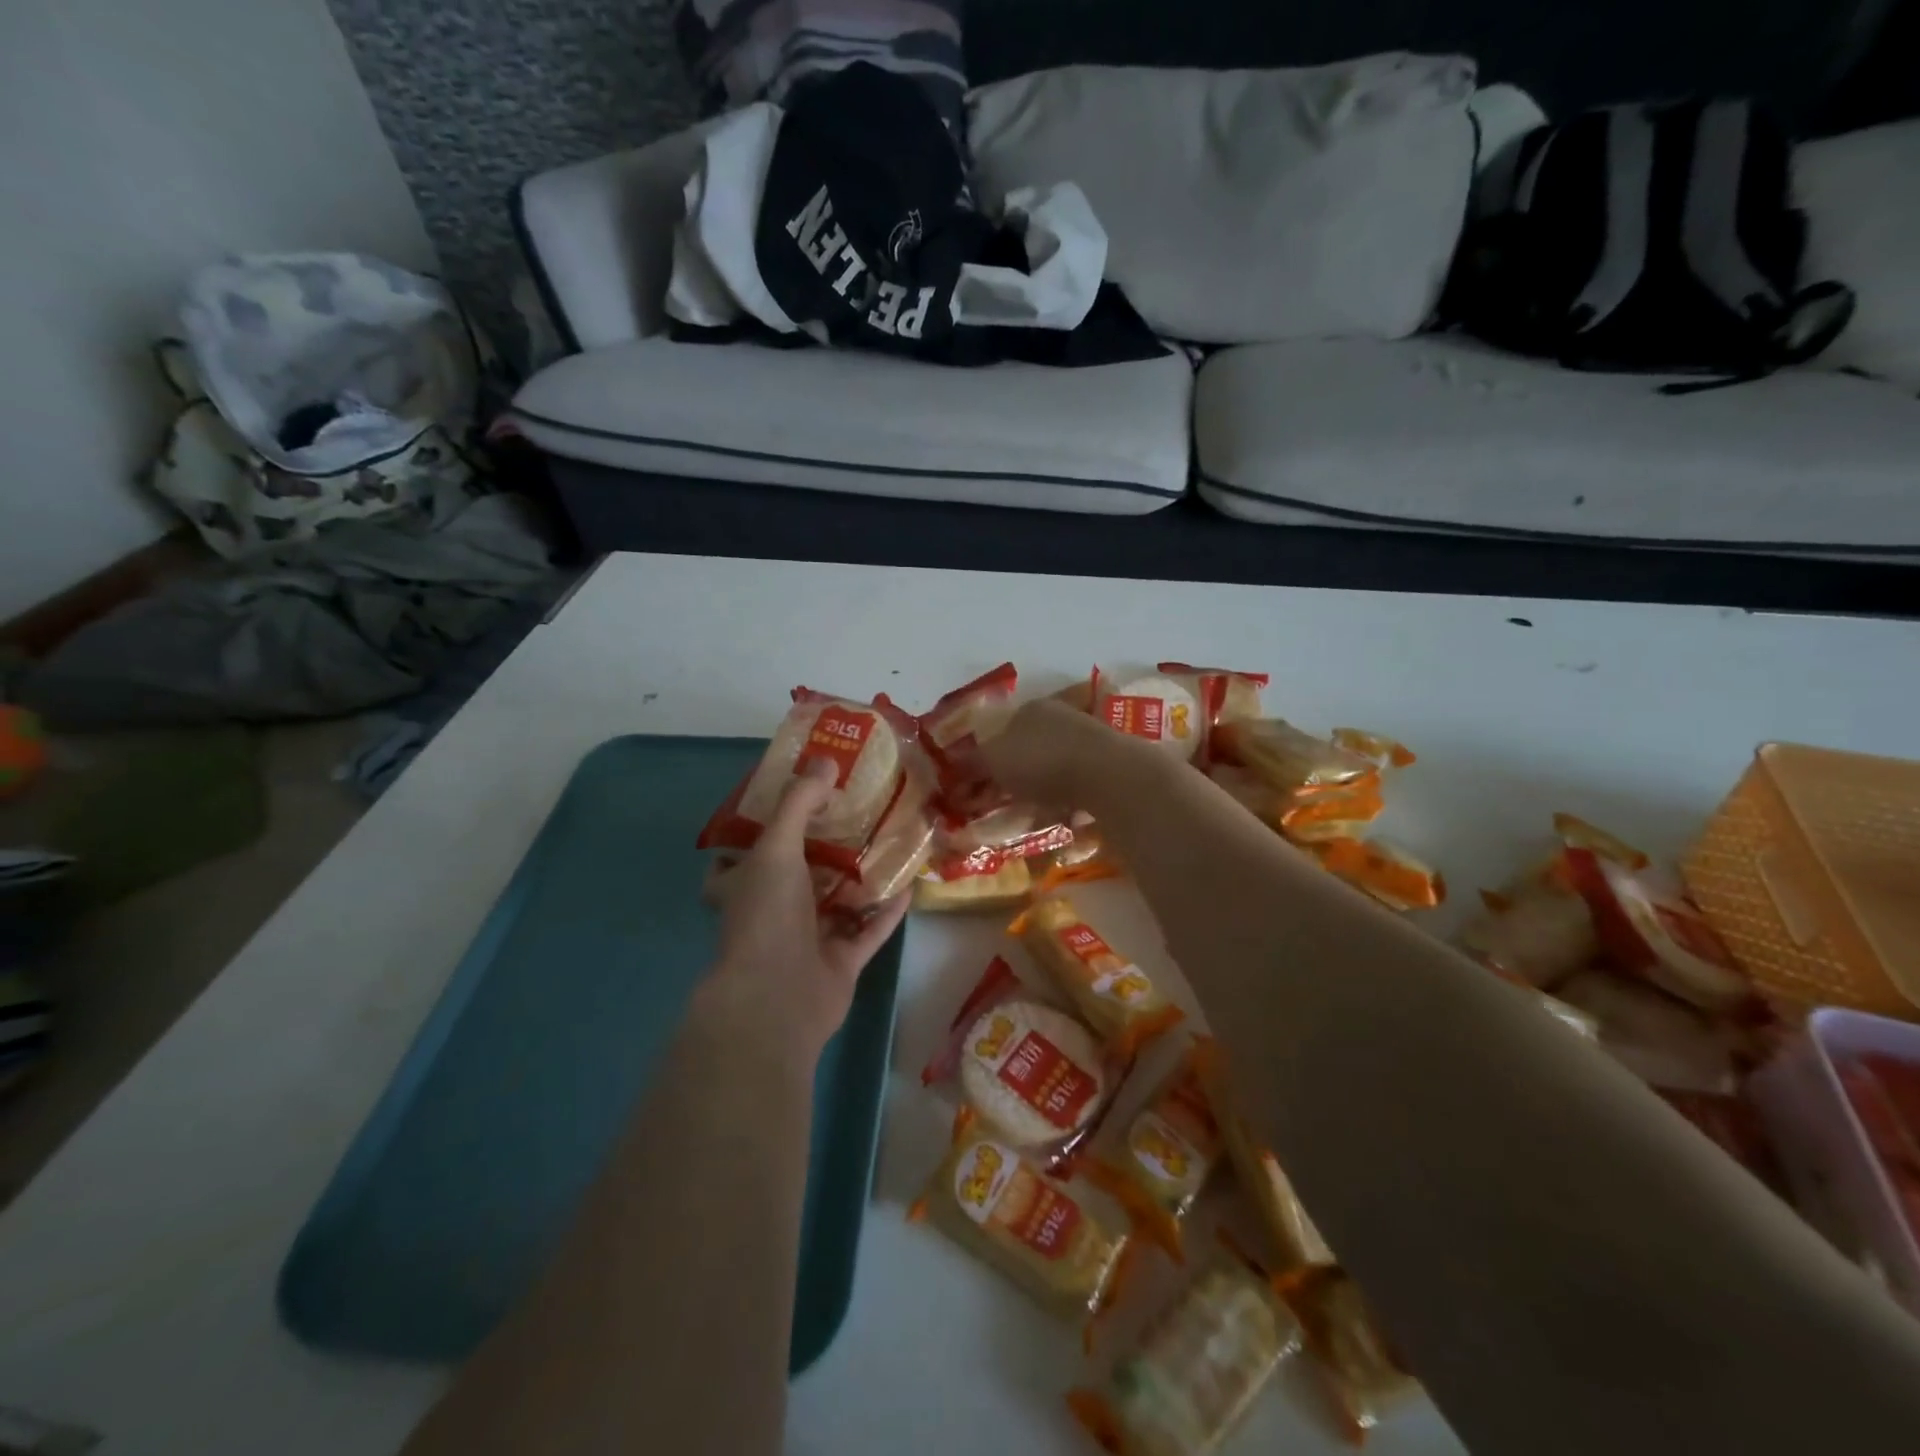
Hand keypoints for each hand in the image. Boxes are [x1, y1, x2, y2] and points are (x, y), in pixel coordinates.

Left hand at [702, 760, 909, 1060]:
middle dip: (825, 848)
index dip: (763, 829)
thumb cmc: (765, 916)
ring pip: (837, 902)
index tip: (794, 802)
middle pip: (800, 874)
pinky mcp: (840, 962)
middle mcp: (773, 912)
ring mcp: (808, 940)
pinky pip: (868, 931)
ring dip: (861, 878)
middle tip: (855, 813)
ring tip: (888, 842)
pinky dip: (887, 911)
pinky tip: (910, 884)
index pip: (743, 855)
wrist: (777, 998)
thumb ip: (800, 804)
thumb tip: (826, 761)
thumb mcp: (776, 847)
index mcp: (745, 886)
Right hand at [980, 697, 1138, 806]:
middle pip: (1027, 750)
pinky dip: (1065, 802)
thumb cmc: (1041, 760)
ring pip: (1053, 769)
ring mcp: (1088, 741)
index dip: (985, 761)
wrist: (1107, 774)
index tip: (977, 789)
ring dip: (1039, 792)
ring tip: (1029, 818)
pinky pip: (1076, 786)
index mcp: (1031, 710)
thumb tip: (950, 770)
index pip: (1000, 732)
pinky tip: (1059, 818)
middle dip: (1012, 779)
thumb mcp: (994, 761)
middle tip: (1000, 806)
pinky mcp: (1108, 766)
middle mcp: (1061, 718)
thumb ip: (971, 765)